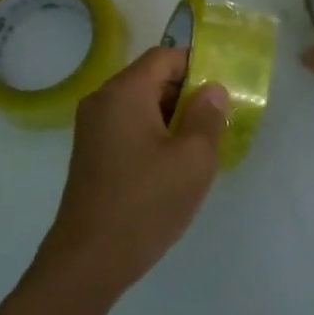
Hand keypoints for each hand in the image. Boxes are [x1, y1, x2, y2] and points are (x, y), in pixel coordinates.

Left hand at [30, 47, 228, 304]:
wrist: (90, 258)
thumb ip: (207, 117)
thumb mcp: (193, 159)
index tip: (223, 93)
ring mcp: (92, 128)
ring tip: (199, 149)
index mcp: (124, 92)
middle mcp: (102, 101)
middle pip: (150, 79)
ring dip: (171, 119)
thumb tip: (211, 90)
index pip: (164, 56)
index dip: (197, 67)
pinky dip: (152, 136)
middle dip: (186, 95)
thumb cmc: (146, 203)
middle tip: (217, 124)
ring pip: (140, 106)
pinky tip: (172, 167)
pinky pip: (127, 129)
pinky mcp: (91, 154)